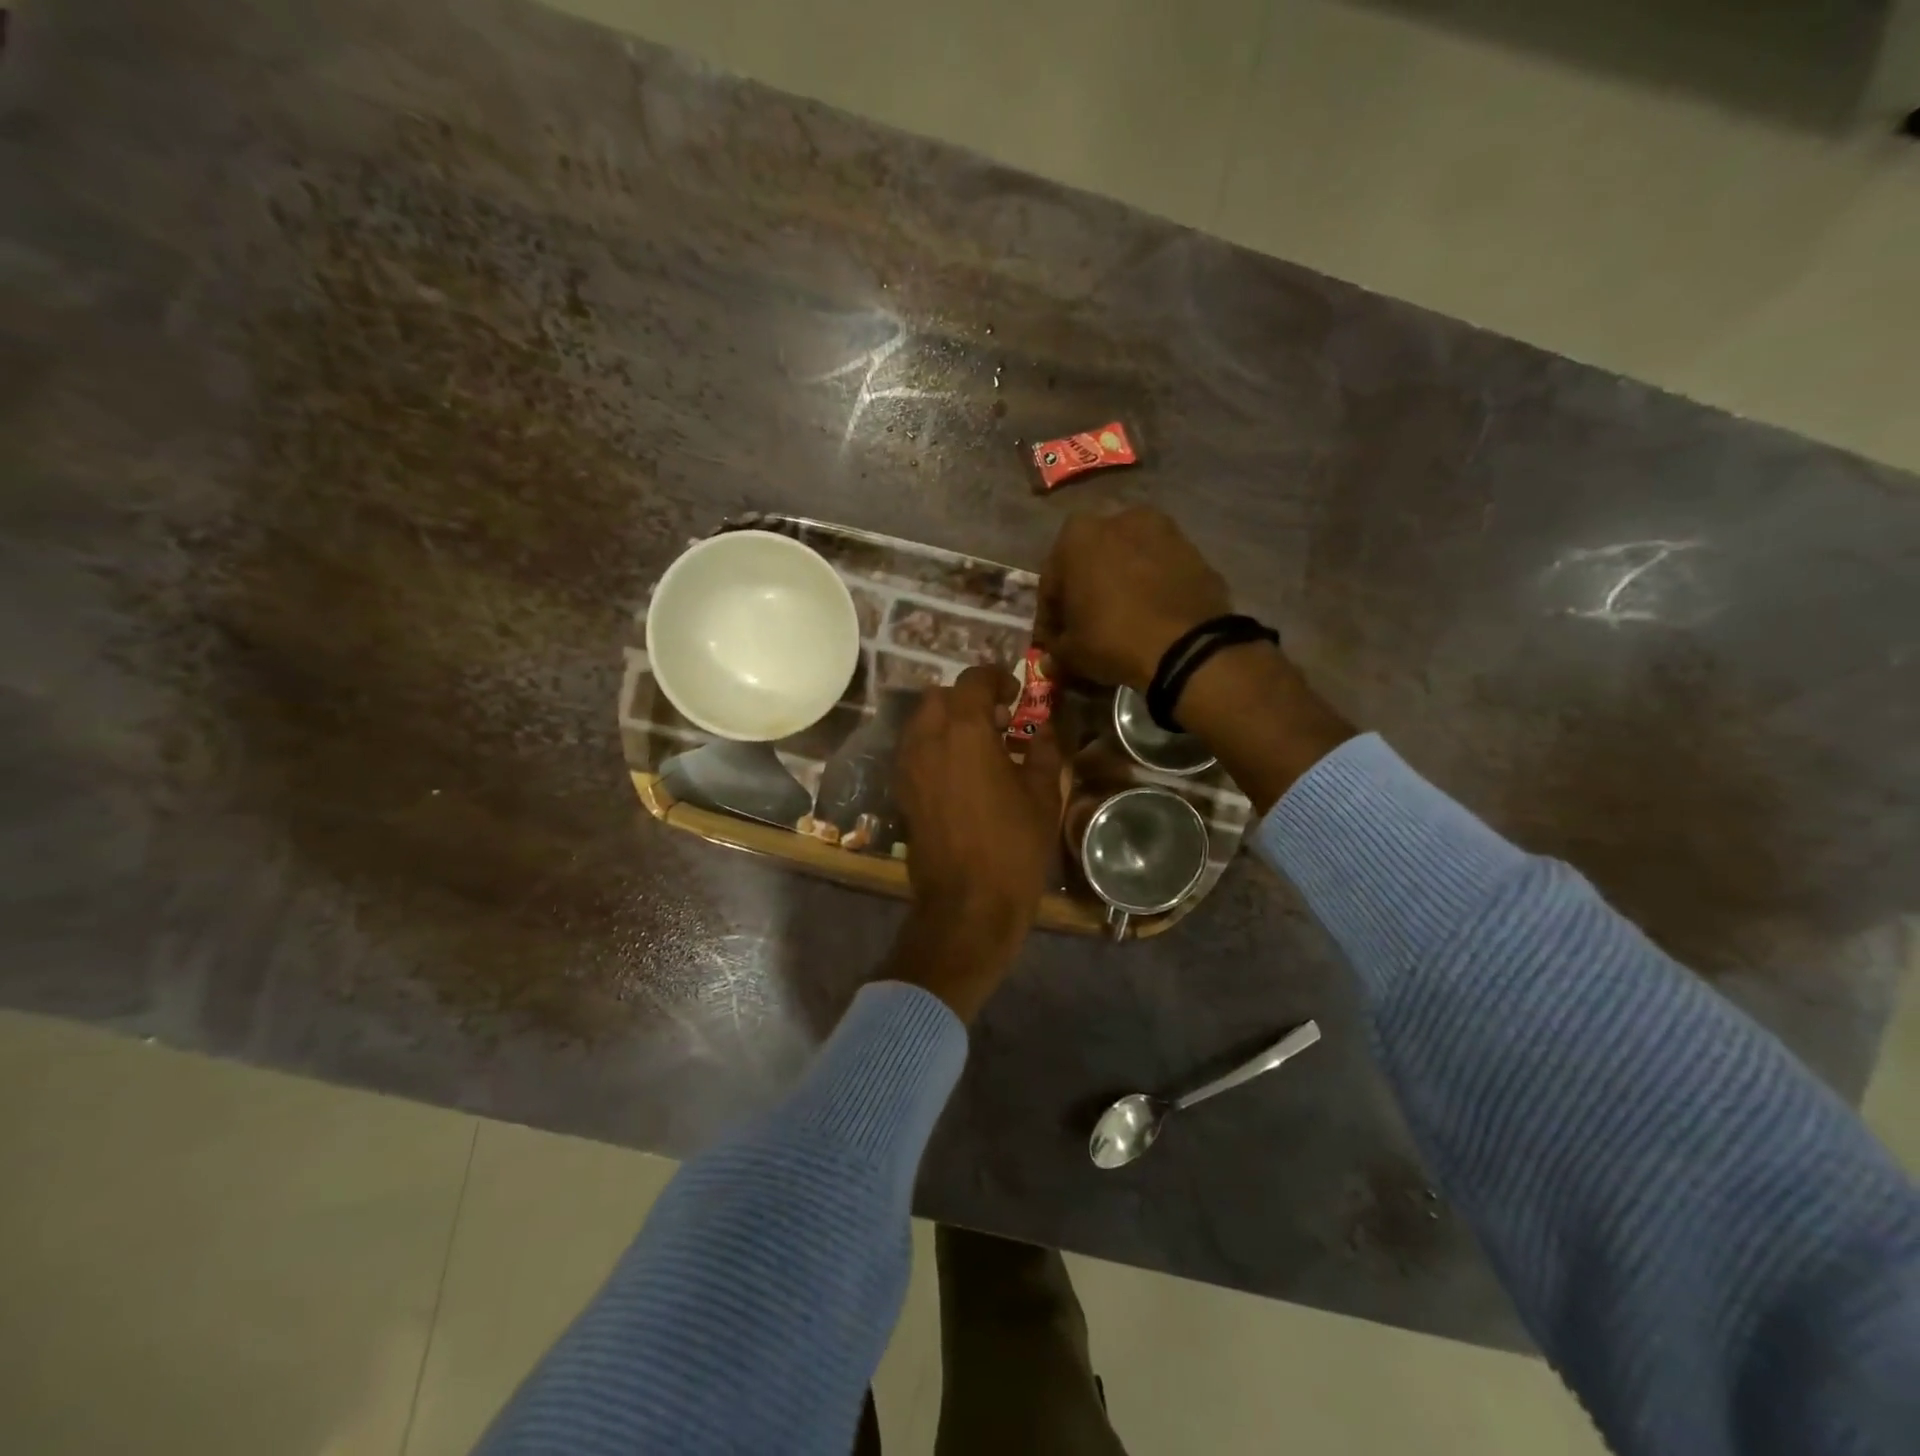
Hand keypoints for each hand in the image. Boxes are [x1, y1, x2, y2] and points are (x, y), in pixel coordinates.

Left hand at [888, 665, 1063, 1019]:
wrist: (968, 903)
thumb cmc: (1013, 847)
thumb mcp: (1042, 796)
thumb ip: (1043, 751)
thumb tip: (1043, 730)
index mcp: (964, 731)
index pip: (973, 680)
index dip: (996, 678)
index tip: (1015, 695)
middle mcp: (928, 739)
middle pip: (940, 697)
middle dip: (968, 699)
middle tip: (998, 722)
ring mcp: (908, 766)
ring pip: (922, 722)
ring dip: (948, 721)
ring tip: (979, 747)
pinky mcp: (901, 791)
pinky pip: (914, 750)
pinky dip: (935, 746)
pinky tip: (961, 772)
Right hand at [1036, 507, 1231, 690]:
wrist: (1187, 647)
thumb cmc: (1112, 639)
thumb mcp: (1069, 653)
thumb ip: (1056, 647)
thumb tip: (1055, 655)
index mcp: (1077, 536)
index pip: (1051, 581)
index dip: (1050, 616)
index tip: (1054, 641)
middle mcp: (1120, 520)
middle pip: (1092, 562)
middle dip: (1086, 591)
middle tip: (1087, 627)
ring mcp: (1164, 531)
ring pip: (1129, 562)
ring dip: (1121, 585)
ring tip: (1123, 621)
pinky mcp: (1195, 551)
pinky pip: (1161, 572)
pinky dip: (1152, 589)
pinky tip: (1152, 618)